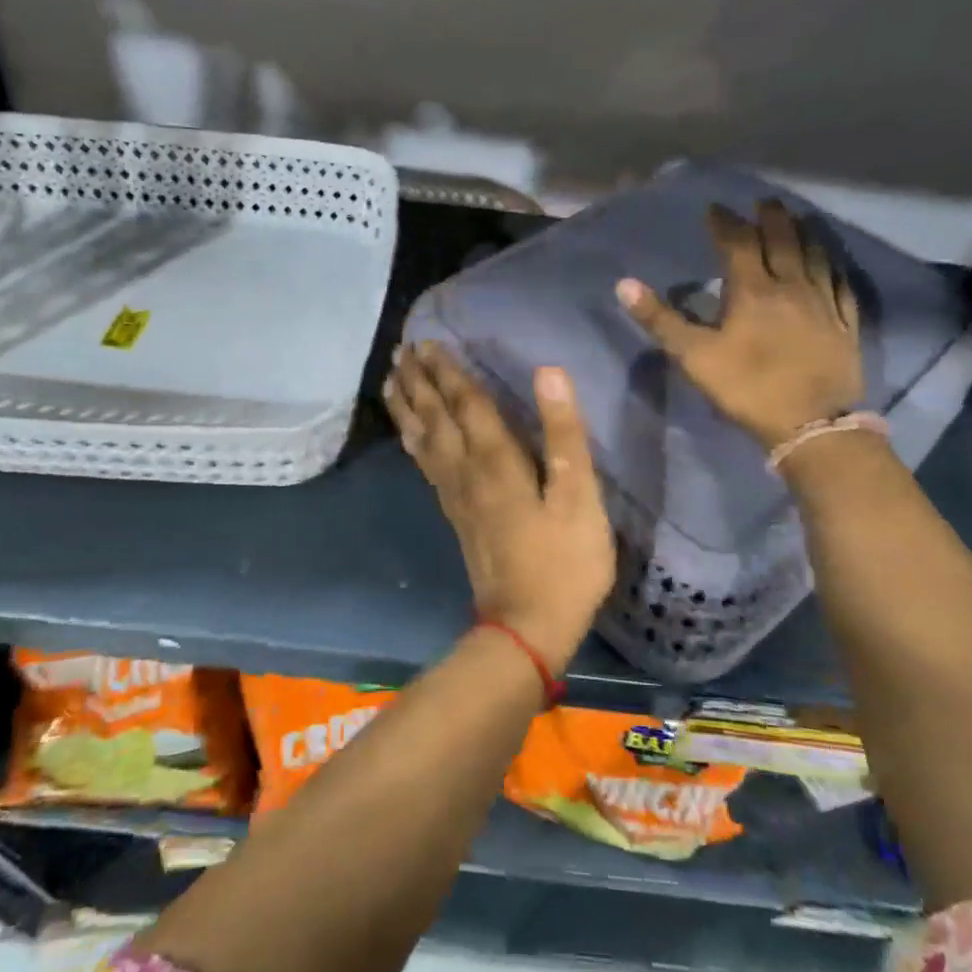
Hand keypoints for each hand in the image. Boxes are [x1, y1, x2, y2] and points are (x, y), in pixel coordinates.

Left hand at [385, 344, 614, 674]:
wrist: (527, 628)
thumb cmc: (564, 562)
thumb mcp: (580, 497)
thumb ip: (564, 434)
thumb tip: (549, 372)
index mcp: (497, 460)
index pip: (467, 403)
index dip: (449, 371)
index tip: (427, 342)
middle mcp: (466, 471)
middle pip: (437, 416)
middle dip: (420, 381)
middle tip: (401, 350)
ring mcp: (456, 495)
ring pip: (423, 440)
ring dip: (408, 406)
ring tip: (392, 380)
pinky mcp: (455, 515)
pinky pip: (425, 465)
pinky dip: (412, 441)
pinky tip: (409, 435)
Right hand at [616, 199, 864, 448]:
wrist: (811, 424)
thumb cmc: (747, 387)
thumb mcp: (694, 356)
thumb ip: (661, 320)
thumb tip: (624, 284)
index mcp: (752, 291)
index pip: (738, 245)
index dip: (725, 224)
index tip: (715, 208)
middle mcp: (791, 287)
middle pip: (782, 241)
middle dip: (771, 218)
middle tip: (765, 201)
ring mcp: (823, 304)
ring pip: (815, 257)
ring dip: (805, 234)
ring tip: (799, 218)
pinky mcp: (845, 325)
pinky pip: (841, 286)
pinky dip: (834, 267)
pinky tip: (832, 264)